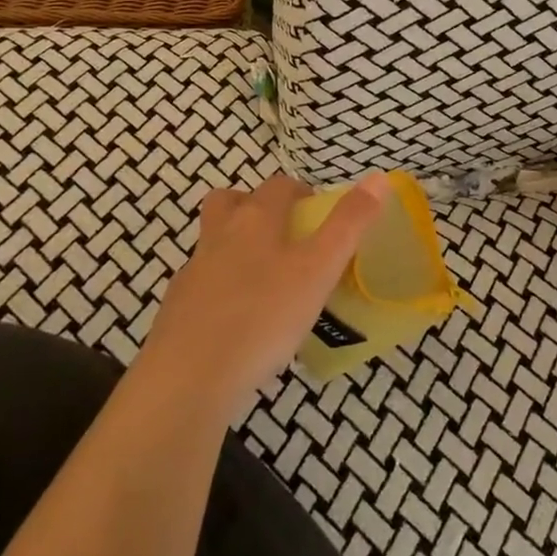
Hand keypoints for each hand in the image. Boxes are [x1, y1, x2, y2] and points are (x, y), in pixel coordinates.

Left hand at [141, 172, 389, 418]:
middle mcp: (219, 236)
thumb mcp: (319, 269)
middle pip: (229, 202)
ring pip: (212, 243)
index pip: (277, 186)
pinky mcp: (177, 310)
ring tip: (264, 279)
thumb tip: (379, 177)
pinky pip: (201, 285)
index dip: (299, 191)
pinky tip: (238, 320)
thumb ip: (349, 224)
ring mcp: (193, 273)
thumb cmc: (264, 315)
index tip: (316, 211)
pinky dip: (220, 289)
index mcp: (255, 220)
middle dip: (253, 205)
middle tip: (281, 232)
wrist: (189, 378)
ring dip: (234, 246)